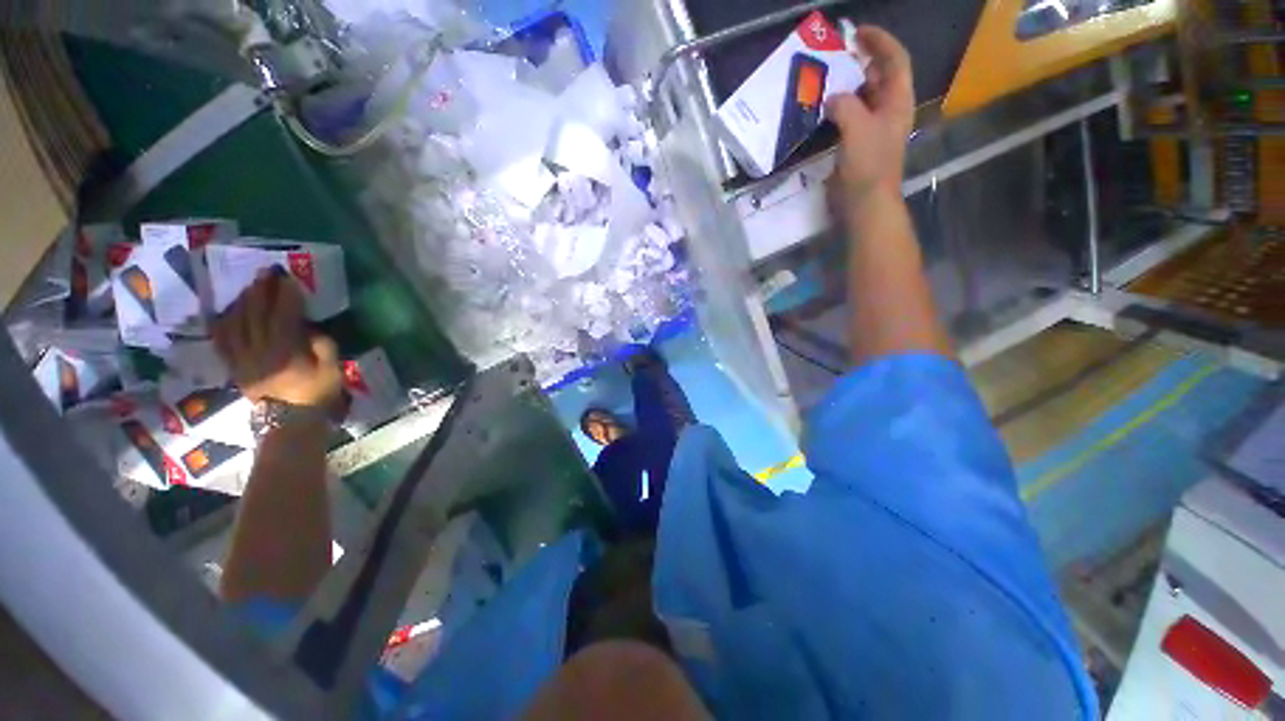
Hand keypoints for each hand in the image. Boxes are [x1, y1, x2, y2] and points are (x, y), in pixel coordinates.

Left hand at [212, 270, 343, 414]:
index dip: (285, 295)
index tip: (288, 279)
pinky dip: (223, 322)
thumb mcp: (331, 370)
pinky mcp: (234, 365)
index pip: (283, 315)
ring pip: (235, 322)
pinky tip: (227, 312)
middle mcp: (259, 350)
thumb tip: (311, 328)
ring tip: (249, 288)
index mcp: (286, 350)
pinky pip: (222, 340)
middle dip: (260, 291)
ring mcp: (242, 358)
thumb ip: (323, 346)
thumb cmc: (316, 394)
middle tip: (265, 273)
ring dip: (242, 302)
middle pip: (255, 314)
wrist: (290, 421)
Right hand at [825, 26, 914, 211]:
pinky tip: (823, 109)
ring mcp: (873, 128)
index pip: (895, 60)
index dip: (880, 42)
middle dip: (861, 61)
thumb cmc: (868, 165)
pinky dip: (838, 108)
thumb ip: (844, 105)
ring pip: (862, 97)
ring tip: (826, 78)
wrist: (865, 202)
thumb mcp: (858, 128)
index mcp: (897, 101)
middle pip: (879, 76)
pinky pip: (849, 117)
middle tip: (836, 54)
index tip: (858, 32)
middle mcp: (888, 110)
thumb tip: (831, 99)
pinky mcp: (858, 144)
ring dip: (847, 85)